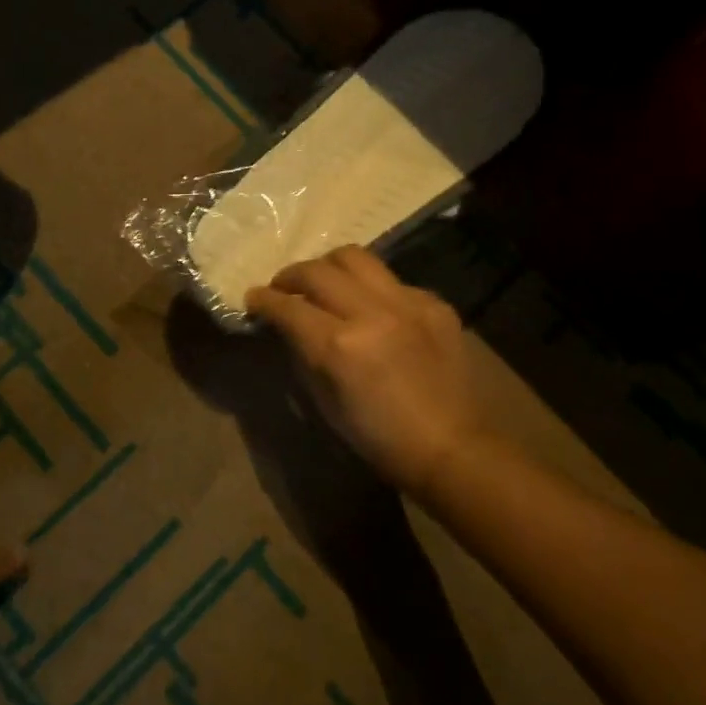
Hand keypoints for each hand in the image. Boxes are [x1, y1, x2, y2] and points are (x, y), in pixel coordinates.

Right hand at [246, 246, 487, 497]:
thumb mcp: (325, 403)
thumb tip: (288, 327)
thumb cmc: (379, 438)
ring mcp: (406, 302)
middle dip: (290, 276)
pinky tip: (372, 308)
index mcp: (339, 346)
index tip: (253, 299)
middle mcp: (371, 312)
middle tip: (283, 289)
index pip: (288, 306)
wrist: (452, 447)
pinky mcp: (434, 303)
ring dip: (328, 267)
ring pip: (355, 257)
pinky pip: (392, 280)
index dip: (263, 300)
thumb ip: (303, 355)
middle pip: (317, 271)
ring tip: (323, 283)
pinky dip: (371, 288)